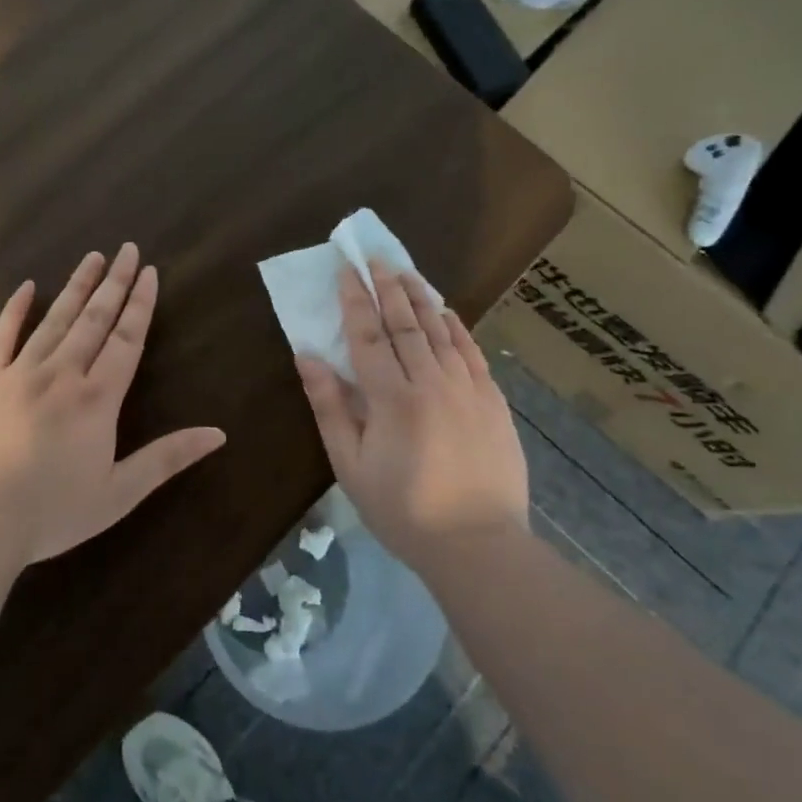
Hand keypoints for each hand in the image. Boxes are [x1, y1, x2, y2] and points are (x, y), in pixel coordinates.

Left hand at [0, 243, 226, 565]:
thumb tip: (219, 434)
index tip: (149, 271)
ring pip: (54, 319)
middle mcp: (62, 373)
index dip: (140, 304)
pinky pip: (0, 335)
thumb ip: (167, 458)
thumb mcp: (119, 493)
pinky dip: (15, 309)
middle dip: (114, 282)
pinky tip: (28, 286)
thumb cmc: (51, 512)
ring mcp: (17, 371)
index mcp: (97, 399)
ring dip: (76, 286)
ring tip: (92, 257)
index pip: (127, 339)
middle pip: (94, 319)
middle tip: (127, 249)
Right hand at [295, 261, 528, 563]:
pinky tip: (447, 311)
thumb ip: (329, 407)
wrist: (478, 544)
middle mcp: (431, 382)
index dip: (355, 299)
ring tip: (406, 271)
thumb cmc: (402, 510)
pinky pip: (472, 351)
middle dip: (388, 287)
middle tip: (375, 257)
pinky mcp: (493, 402)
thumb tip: (308, 356)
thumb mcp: (350, 465)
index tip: (346, 269)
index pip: (368, 335)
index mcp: (391, 398)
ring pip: (441, 330)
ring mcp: (468, 389)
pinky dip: (457, 326)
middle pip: (405, 323)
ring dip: (421, 297)